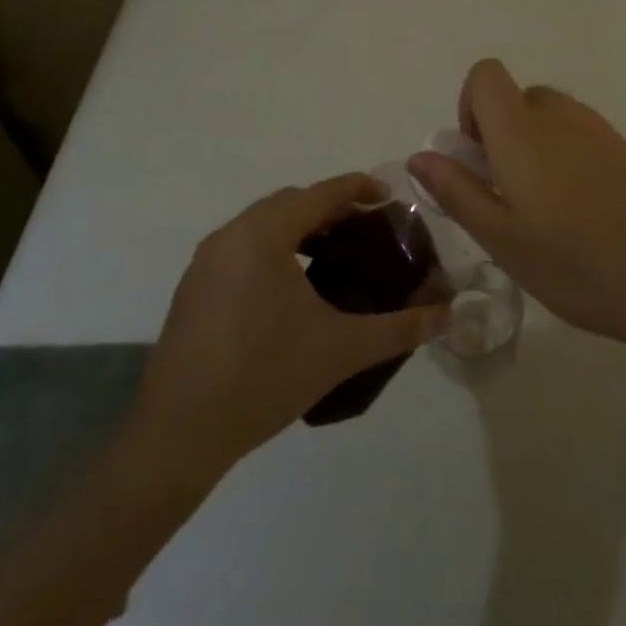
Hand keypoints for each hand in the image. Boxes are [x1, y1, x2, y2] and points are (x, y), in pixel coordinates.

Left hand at [129, 175, 449, 474]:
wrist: (178, 437)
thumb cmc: (263, 377)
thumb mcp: (341, 349)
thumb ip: (399, 327)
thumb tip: (447, 315)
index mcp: (263, 234)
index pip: (320, 194)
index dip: (358, 189)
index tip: (389, 197)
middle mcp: (230, 236)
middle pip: (290, 204)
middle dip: (330, 209)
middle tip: (366, 231)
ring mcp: (205, 263)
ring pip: (262, 226)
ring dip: (299, 230)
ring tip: (333, 258)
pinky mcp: (192, 291)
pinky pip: (242, 250)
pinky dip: (273, 251)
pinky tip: (291, 291)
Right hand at [407, 59, 625, 349]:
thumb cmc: (572, 262)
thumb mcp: (500, 237)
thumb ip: (456, 190)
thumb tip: (421, 156)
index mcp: (521, 130)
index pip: (486, 74)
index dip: (470, 104)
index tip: (477, 155)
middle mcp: (558, 115)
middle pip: (516, 97)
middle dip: (501, 133)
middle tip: (507, 193)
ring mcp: (596, 128)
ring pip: (549, 116)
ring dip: (533, 145)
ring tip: (545, 208)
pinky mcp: (623, 146)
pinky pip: (579, 133)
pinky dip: (565, 155)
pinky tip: (581, 210)